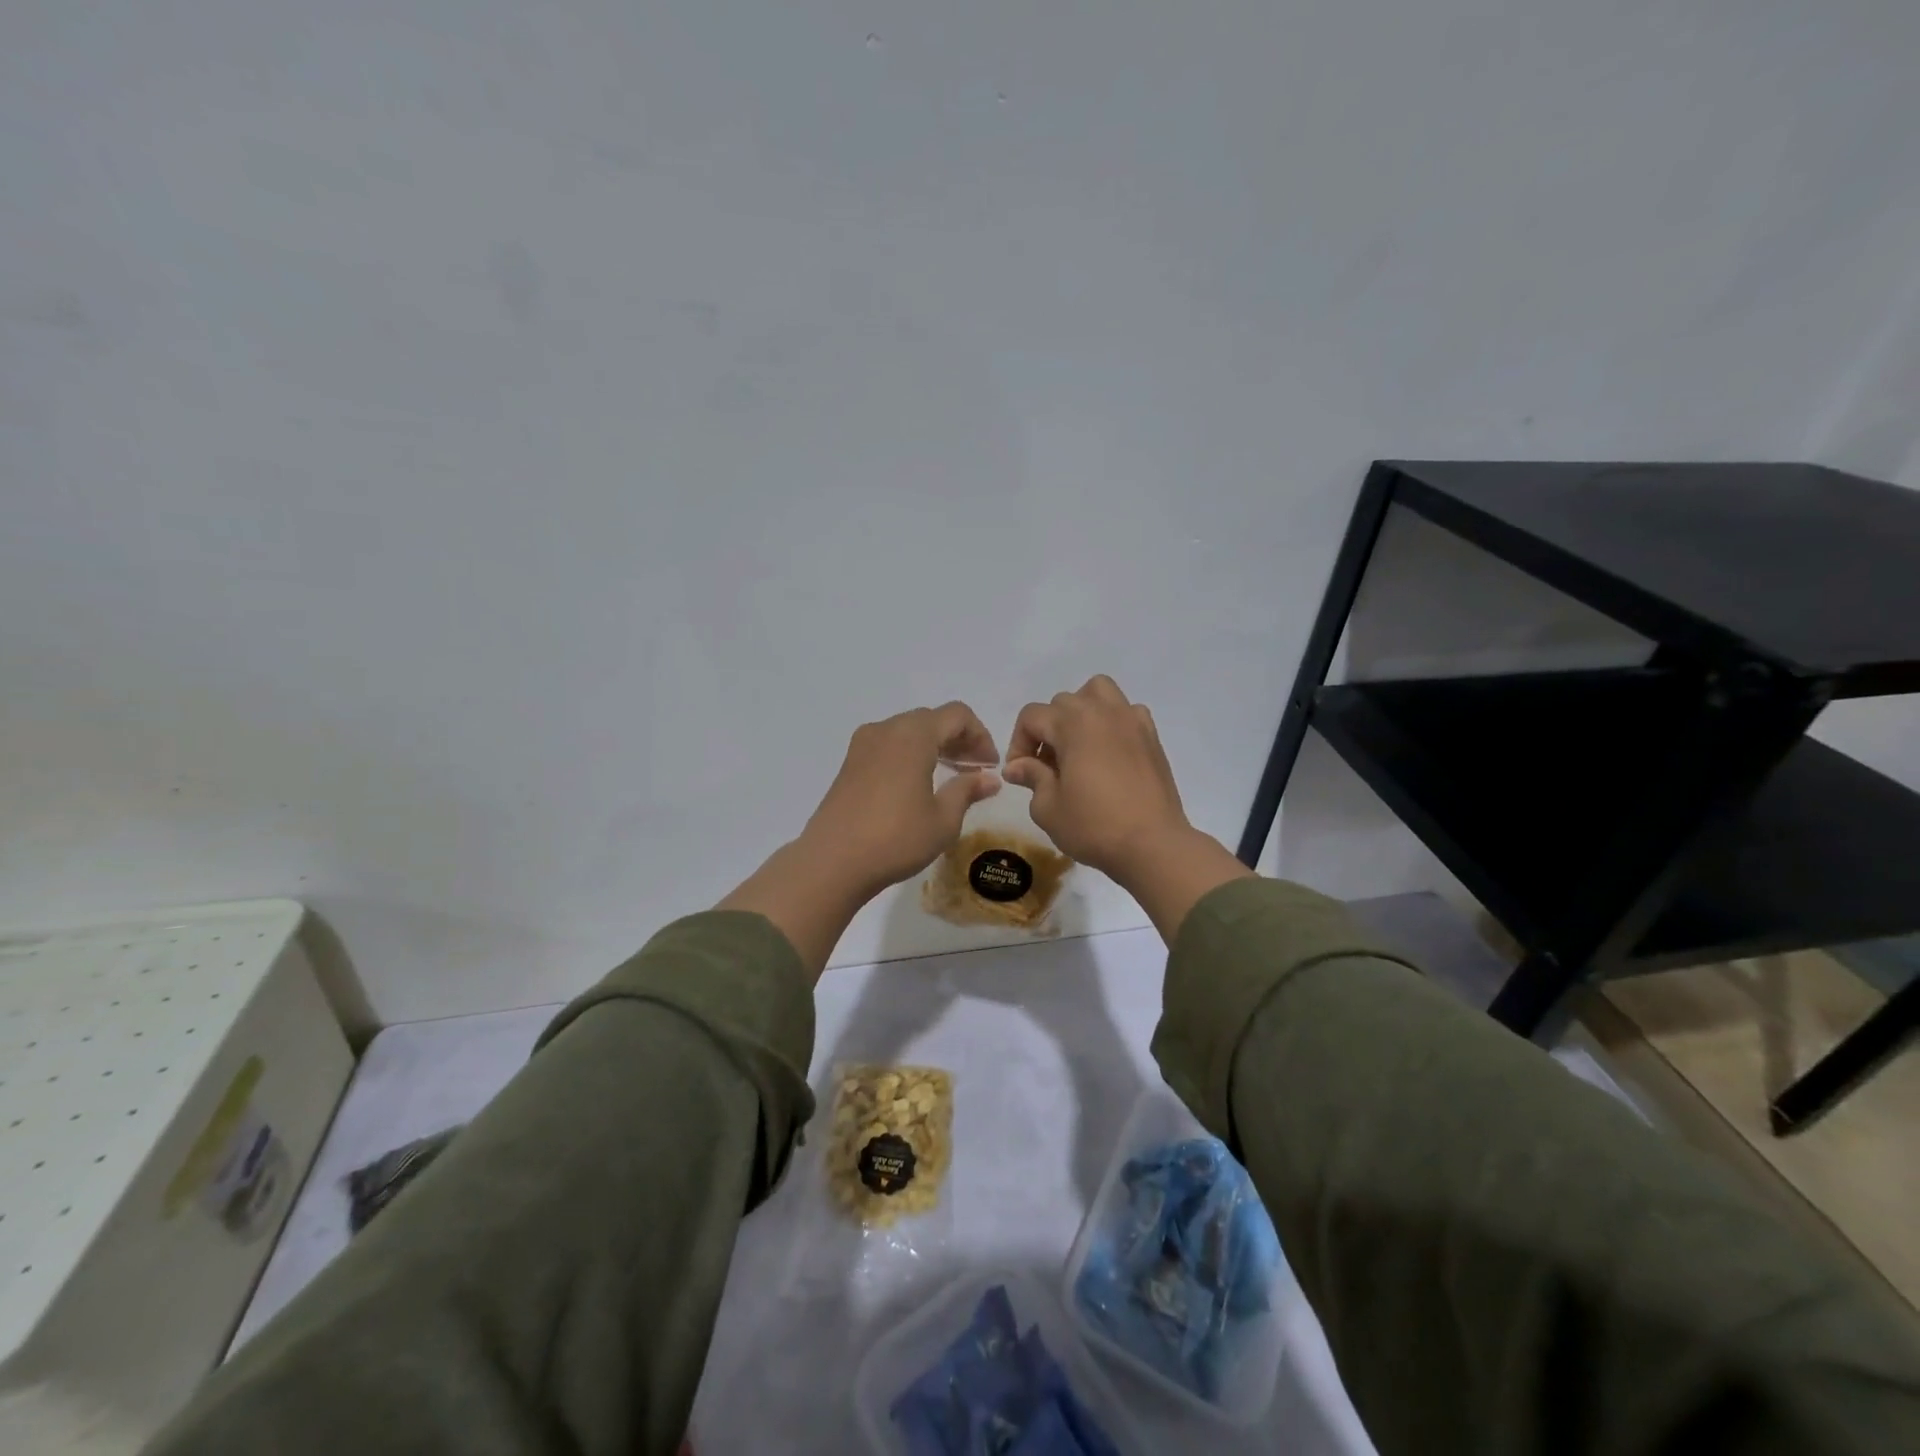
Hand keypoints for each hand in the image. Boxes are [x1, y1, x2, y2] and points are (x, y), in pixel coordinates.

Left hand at [800, 702, 1002, 894]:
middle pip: (931, 719)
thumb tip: (989, 778)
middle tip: (975, 770)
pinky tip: (918, 784)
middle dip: (958, 739)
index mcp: (913, 735)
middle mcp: (886, 729)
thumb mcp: (943, 819)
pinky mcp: (849, 763)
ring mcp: (863, 745)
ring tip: (951, 776)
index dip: (980, 735)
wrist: (832, 862)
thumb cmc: (896, 838)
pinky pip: (889, 745)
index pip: (957, 715)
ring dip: (934, 746)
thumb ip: (967, 790)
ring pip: (908, 731)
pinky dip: (910, 754)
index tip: (990, 765)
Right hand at [1002, 676, 1188, 876]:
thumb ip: (1031, 777)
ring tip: (1079, 745)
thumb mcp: (1048, 807)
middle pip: (1062, 703)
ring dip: (1082, 711)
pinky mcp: (1152, 737)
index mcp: (1072, 723)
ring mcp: (1131, 720)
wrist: (1152, 845)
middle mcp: (1102, 711)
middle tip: (1048, 768)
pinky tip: (1110, 753)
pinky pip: (1127, 712)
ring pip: (1098, 692)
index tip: (1021, 774)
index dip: (1018, 743)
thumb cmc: (1094, 826)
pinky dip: (1113, 722)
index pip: (1032, 717)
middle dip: (1048, 731)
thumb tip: (1017, 766)